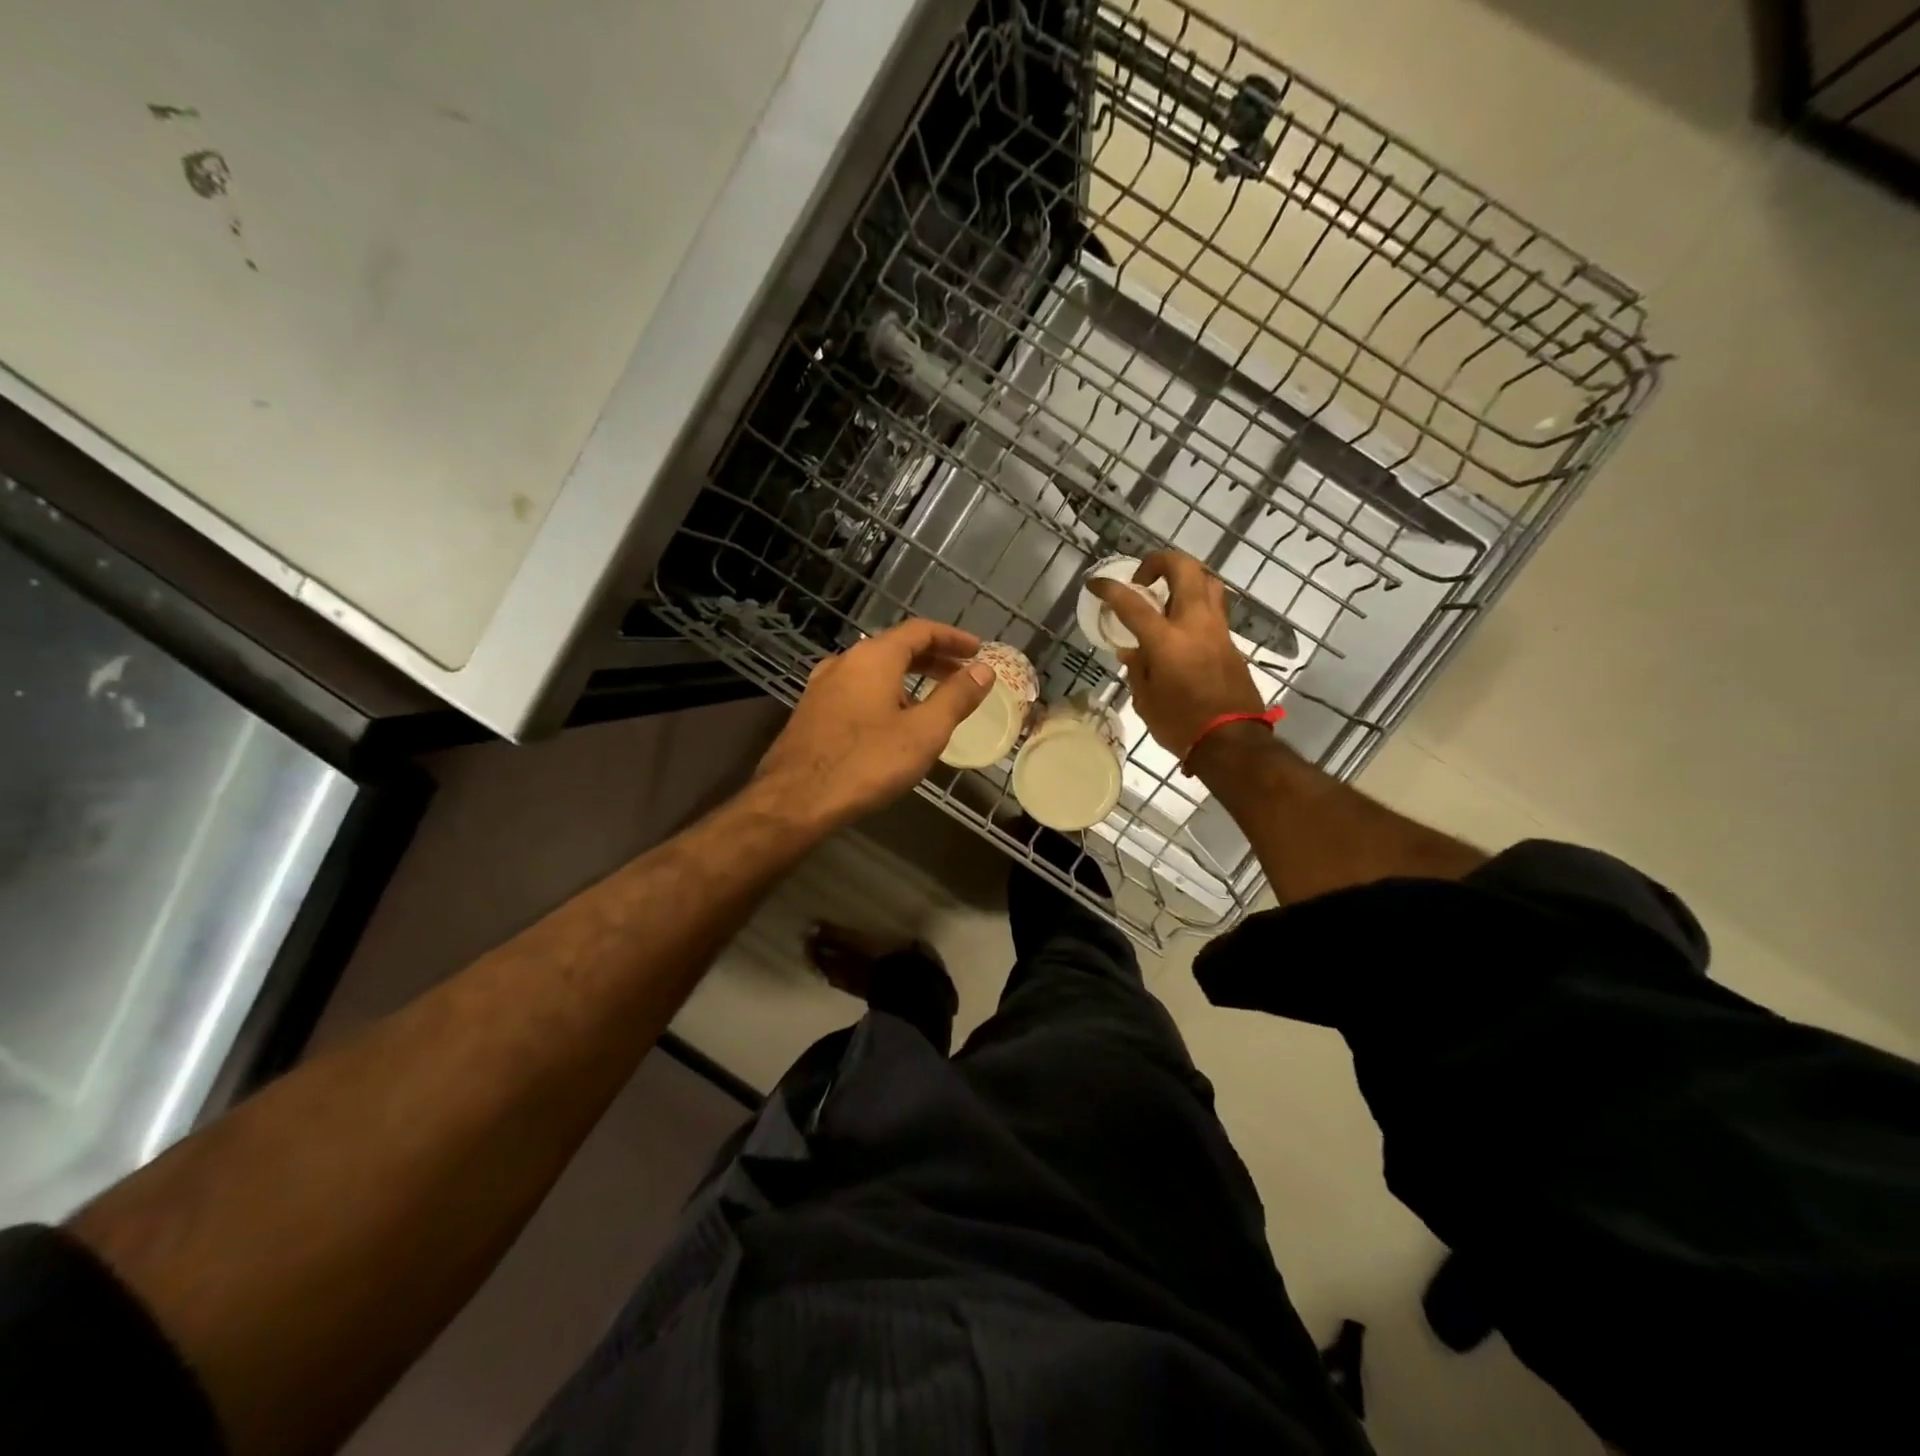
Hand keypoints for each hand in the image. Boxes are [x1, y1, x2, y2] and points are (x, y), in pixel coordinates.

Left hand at [752, 618, 993, 830]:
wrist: (795, 800)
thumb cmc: (866, 763)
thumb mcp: (924, 732)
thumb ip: (956, 697)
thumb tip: (984, 670)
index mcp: (874, 658)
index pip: (921, 631)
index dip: (953, 638)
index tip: (978, 651)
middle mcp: (845, 662)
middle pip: (896, 648)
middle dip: (933, 659)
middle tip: (962, 675)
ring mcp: (823, 686)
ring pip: (874, 670)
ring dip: (908, 678)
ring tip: (933, 701)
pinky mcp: (811, 711)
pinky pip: (857, 690)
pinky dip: (884, 693)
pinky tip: (893, 722)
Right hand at [1088, 551, 1265, 755]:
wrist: (1232, 741)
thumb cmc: (1181, 724)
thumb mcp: (1146, 700)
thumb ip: (1138, 668)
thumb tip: (1132, 650)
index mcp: (1167, 640)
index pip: (1132, 603)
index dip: (1110, 588)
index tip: (1095, 582)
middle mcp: (1195, 624)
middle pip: (1184, 568)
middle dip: (1159, 562)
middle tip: (1143, 580)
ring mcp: (1217, 629)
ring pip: (1207, 581)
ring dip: (1185, 577)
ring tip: (1167, 594)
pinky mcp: (1230, 641)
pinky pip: (1213, 607)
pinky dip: (1196, 602)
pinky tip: (1182, 622)